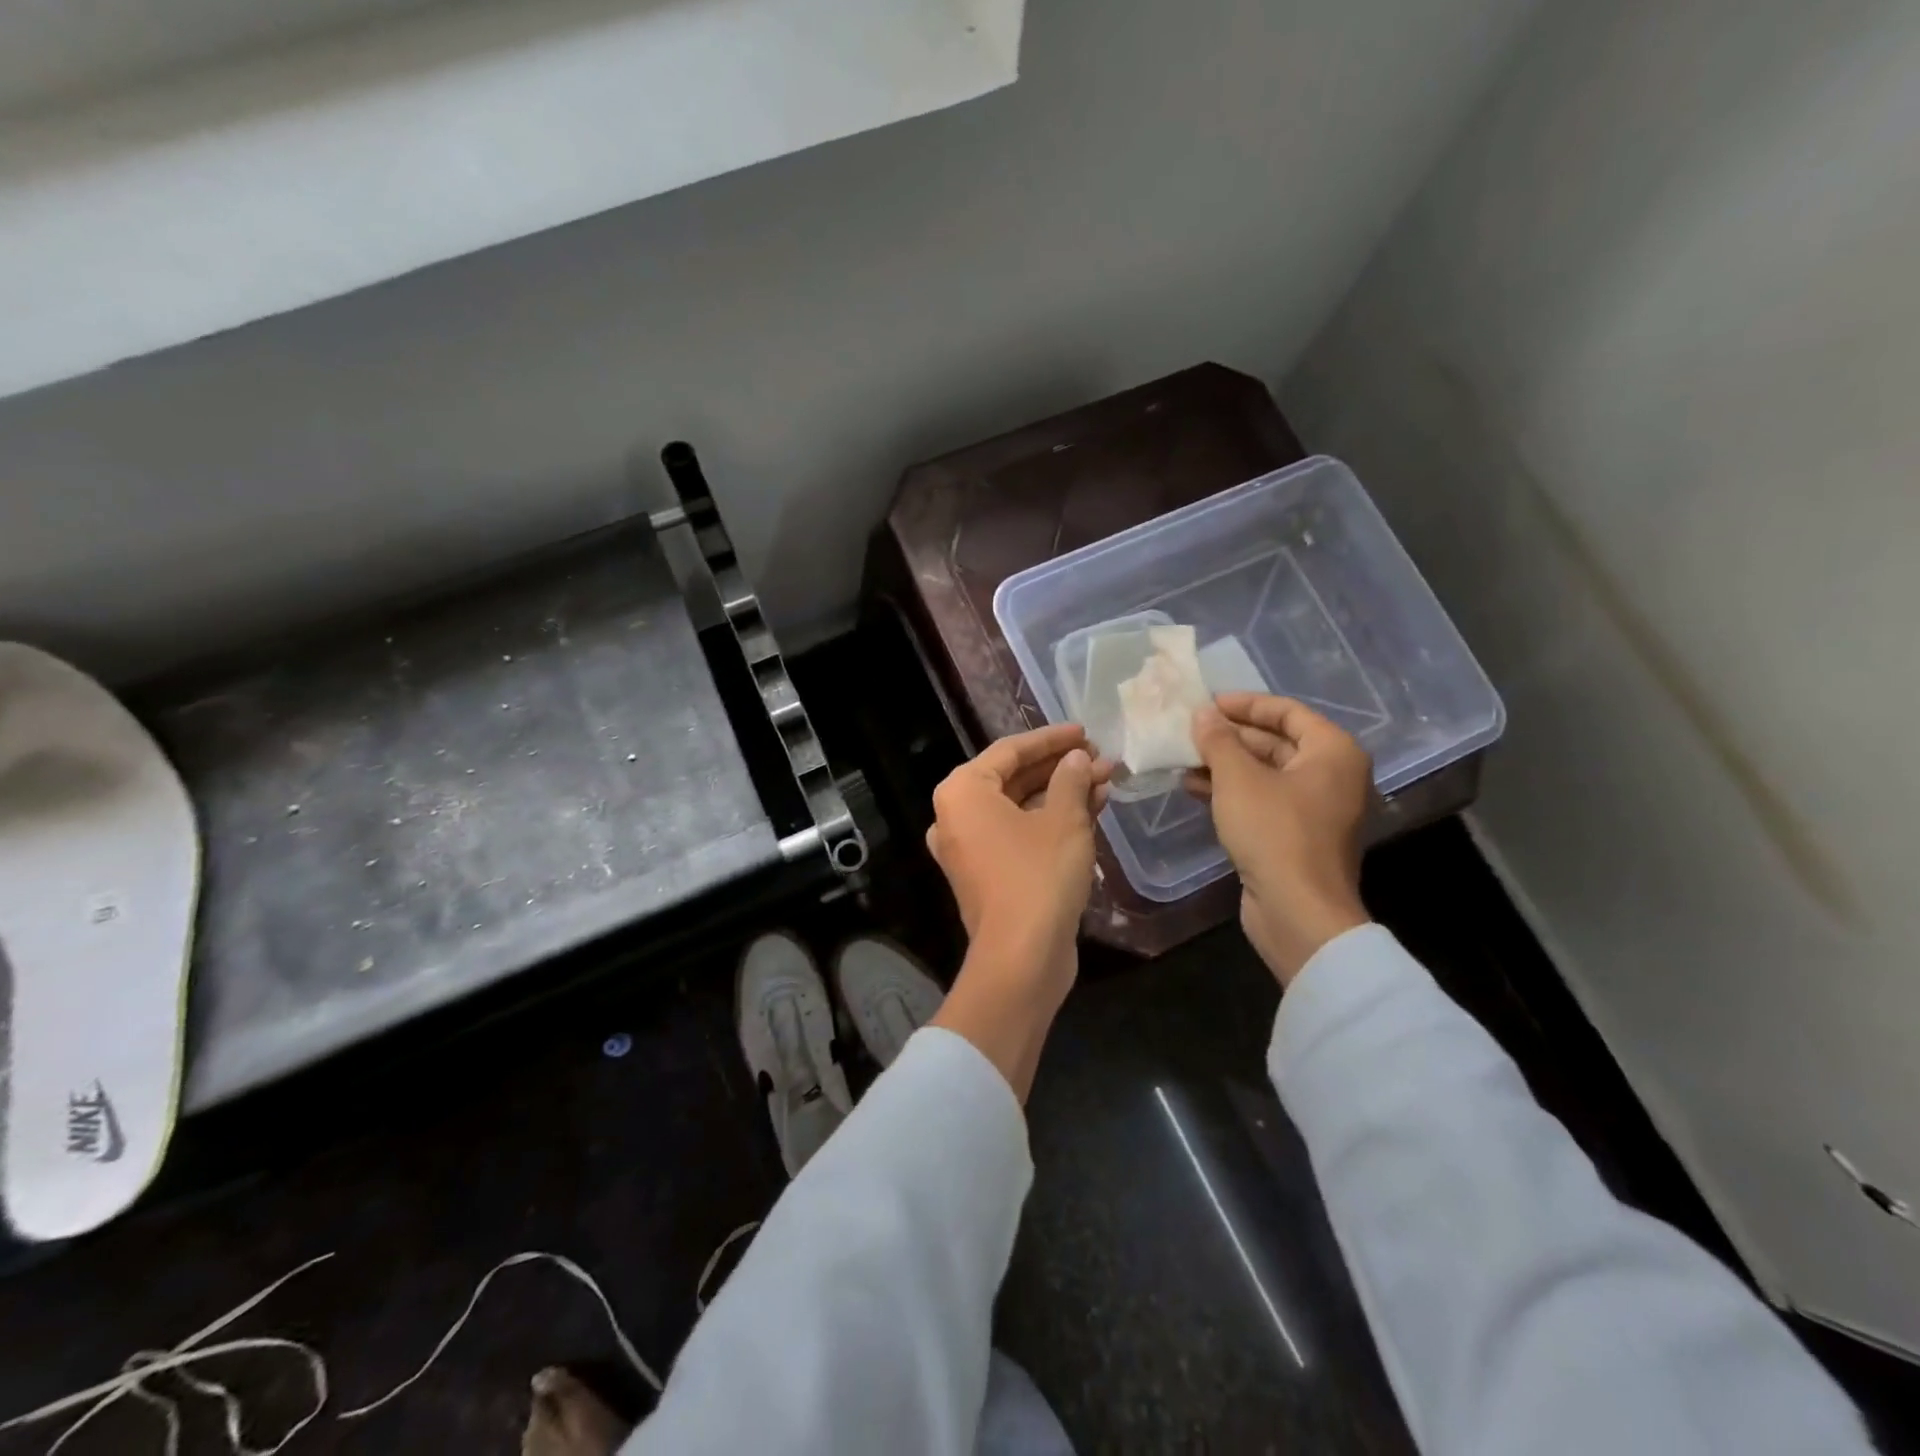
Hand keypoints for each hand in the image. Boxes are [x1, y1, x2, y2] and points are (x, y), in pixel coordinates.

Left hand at [926, 723, 1111, 1099]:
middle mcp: (957, 815)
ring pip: (1021, 807)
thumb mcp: (1064, 820)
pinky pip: (1019, 833)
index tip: (1086, 732)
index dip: (1052, 738)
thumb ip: (1071, 779)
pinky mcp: (988, 873)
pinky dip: (1052, 821)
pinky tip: (1092, 810)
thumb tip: (1078, 759)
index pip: (1010, 750)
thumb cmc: (1038, 875)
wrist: (1021, 957)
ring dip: (1062, 794)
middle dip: (1062, 768)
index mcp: (963, 791)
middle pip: (1014, 778)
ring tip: (1107, 780)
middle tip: (1101, 758)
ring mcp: (970, 847)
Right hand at [1187, 693, 1372, 984]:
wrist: (1297, 911)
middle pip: (1276, 742)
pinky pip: (1262, 799)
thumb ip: (1218, 741)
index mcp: (1332, 752)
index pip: (1287, 711)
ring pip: (1265, 773)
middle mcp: (1331, 775)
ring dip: (1224, 764)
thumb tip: (1202, 714)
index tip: (1207, 704)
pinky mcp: (1295, 835)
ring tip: (1182, 758)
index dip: (1245, 704)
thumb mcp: (1238, 779)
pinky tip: (1193, 788)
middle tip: (1189, 731)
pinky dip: (1231, 791)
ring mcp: (1314, 808)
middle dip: (1230, 736)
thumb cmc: (1273, 832)